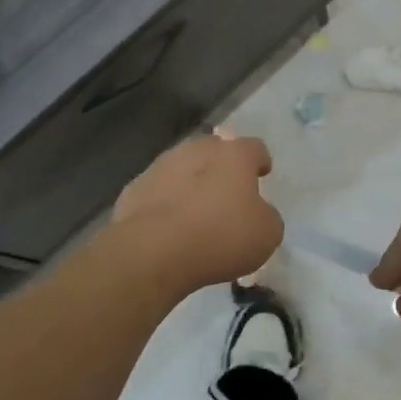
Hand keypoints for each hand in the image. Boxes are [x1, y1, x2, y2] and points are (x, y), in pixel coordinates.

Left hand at [112, 133, 282, 295]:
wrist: (153, 251)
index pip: (254, 148)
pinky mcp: (134, 189)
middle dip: (222, 167)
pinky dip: (165, 203)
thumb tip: (257, 213)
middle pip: (214, 150)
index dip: (260, 161)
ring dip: (191, 182)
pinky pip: (157, 191)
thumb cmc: (220, 236)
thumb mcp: (267, 233)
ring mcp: (161, 166)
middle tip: (227, 193)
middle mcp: (197, 150)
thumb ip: (266, 216)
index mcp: (234, 155)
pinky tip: (168, 227)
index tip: (262, 174)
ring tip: (195, 212)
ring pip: (182, 167)